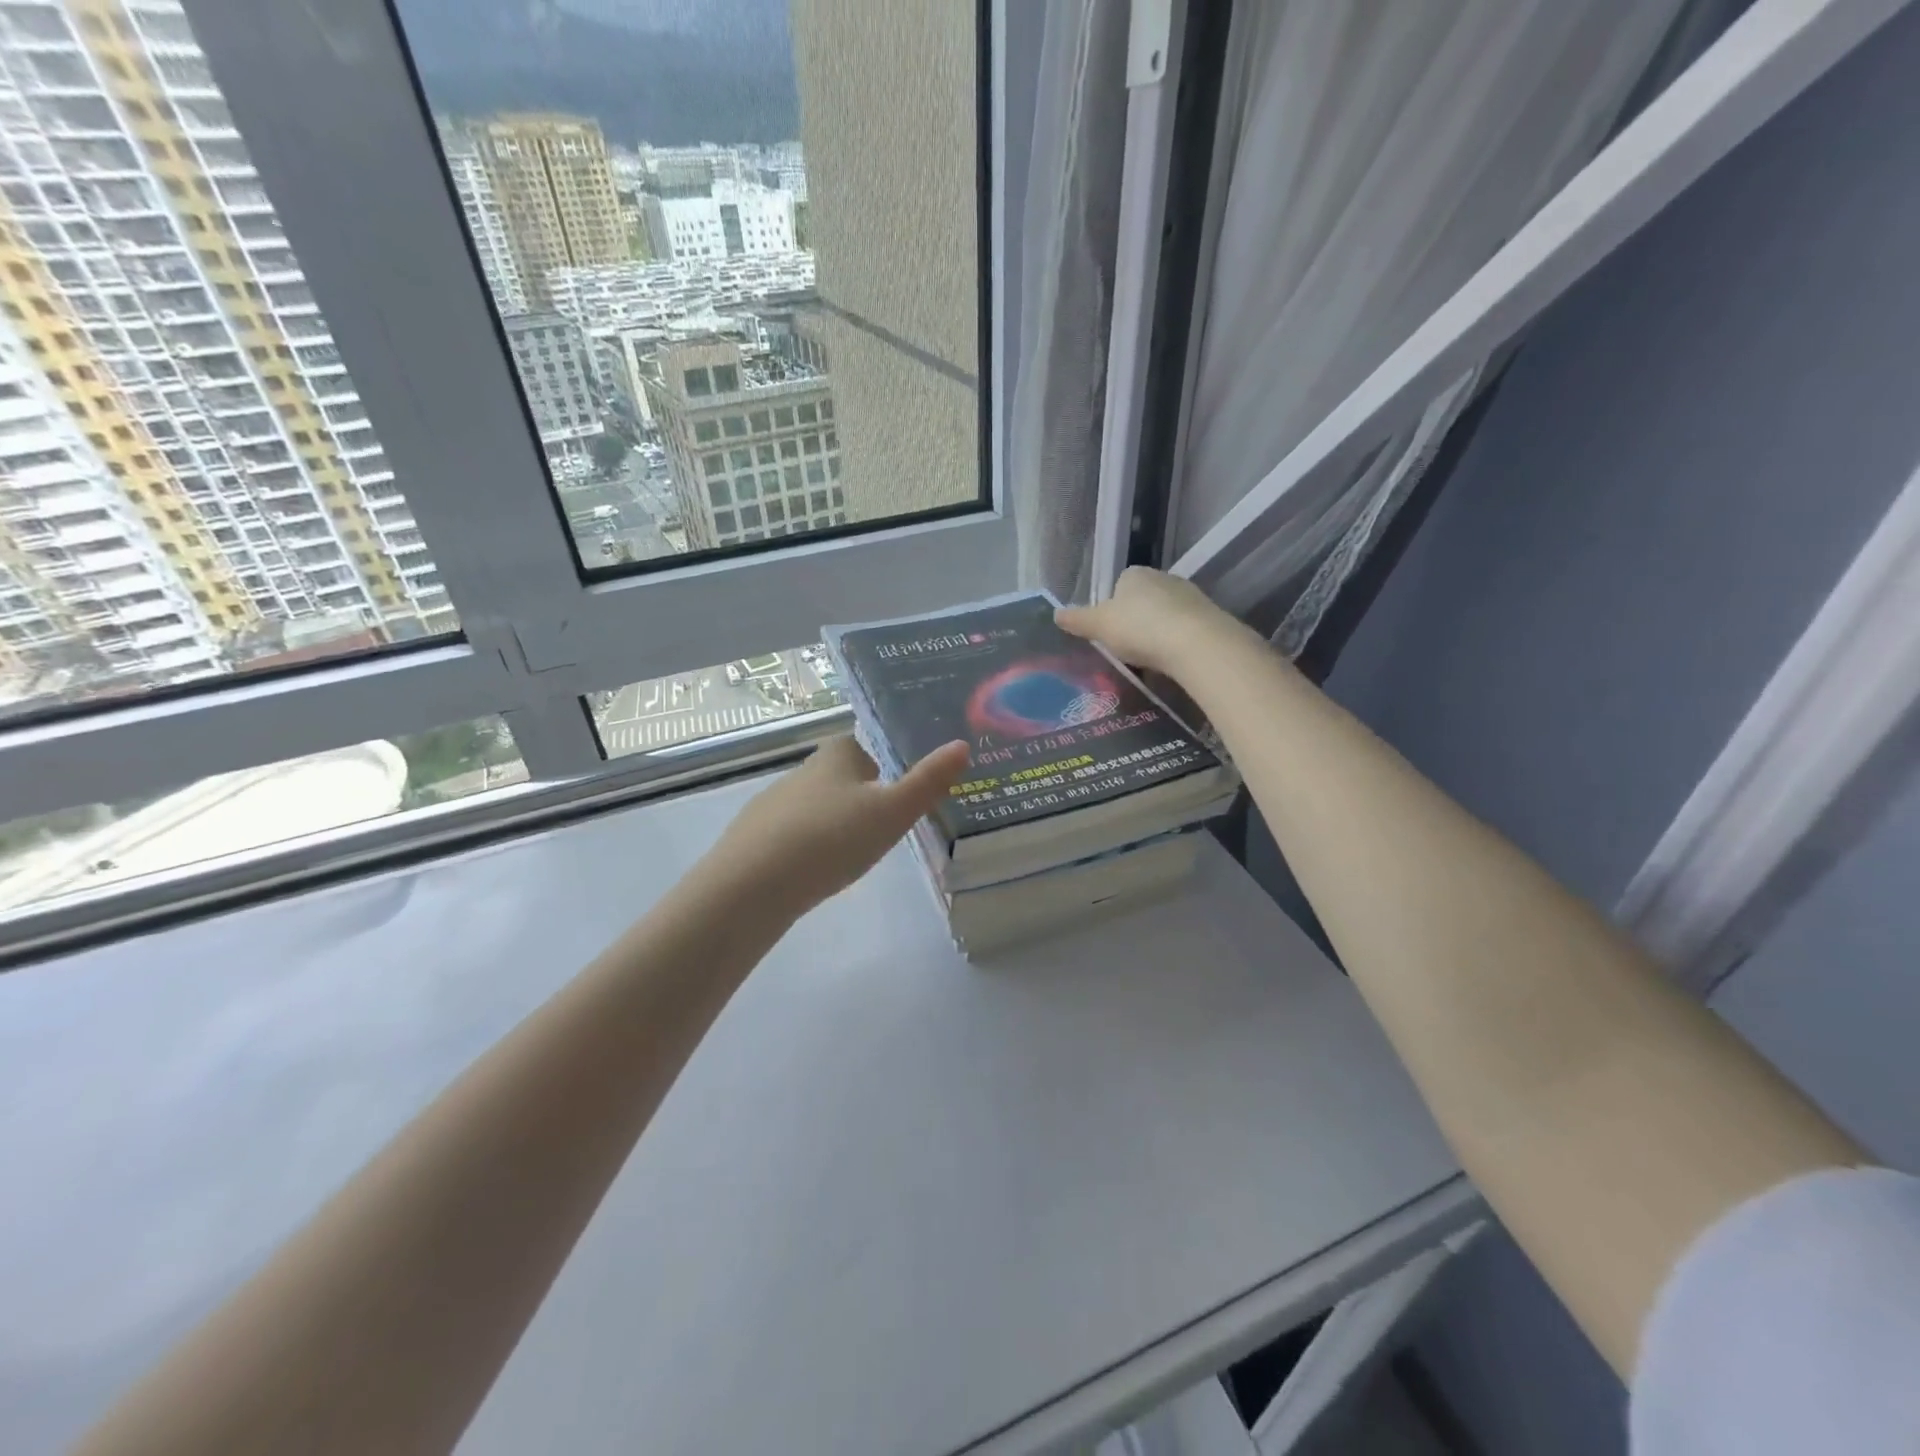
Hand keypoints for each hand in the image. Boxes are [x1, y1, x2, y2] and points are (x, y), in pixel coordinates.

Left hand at [710, 734, 970, 915]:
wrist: (753, 885)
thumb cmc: (832, 838)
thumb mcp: (892, 812)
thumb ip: (928, 782)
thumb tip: (962, 746)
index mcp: (836, 756)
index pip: (861, 746)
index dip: (880, 765)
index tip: (894, 793)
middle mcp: (801, 771)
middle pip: (837, 777)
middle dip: (857, 797)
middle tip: (880, 828)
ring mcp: (771, 804)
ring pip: (812, 807)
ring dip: (830, 824)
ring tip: (849, 855)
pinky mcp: (751, 837)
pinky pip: (788, 835)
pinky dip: (804, 848)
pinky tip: (813, 873)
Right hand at [1055, 566, 1251, 677]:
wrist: (1196, 643)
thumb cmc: (1139, 628)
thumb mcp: (1099, 626)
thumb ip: (1077, 619)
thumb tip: (1054, 613)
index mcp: (1134, 574)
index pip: (1119, 584)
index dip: (1112, 607)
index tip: (1110, 631)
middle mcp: (1163, 577)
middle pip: (1143, 598)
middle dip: (1136, 619)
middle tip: (1127, 647)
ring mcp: (1189, 595)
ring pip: (1165, 613)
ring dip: (1157, 630)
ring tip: (1150, 658)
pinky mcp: (1209, 615)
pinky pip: (1185, 628)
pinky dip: (1177, 641)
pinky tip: (1172, 660)